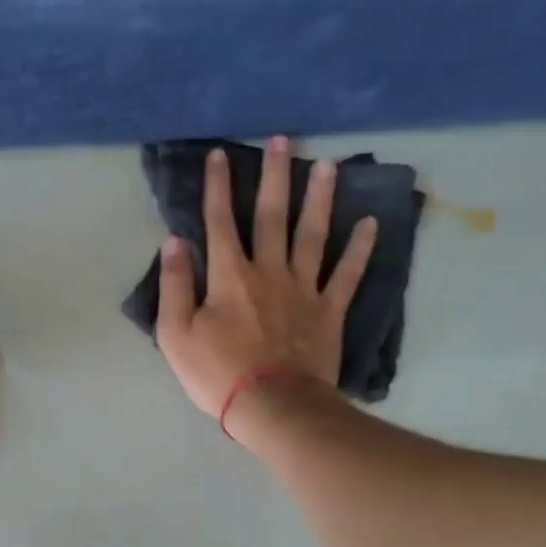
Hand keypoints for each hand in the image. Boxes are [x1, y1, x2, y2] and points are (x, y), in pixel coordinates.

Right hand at [155, 135, 375, 431]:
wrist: (273, 406)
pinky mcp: (329, 311)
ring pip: (313, 234)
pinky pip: (348, 274)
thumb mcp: (176, 334)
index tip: (219, 155)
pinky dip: (360, 249)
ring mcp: (304, 289)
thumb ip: (176, 286)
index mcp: (230, 276)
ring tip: (327, 165)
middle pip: (272, 216)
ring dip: (319, 198)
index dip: (218, 187)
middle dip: (275, 176)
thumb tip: (174, 242)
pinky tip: (371, 223)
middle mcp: (269, 271)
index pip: (220, 222)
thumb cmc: (217, 373)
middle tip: (282, 140)